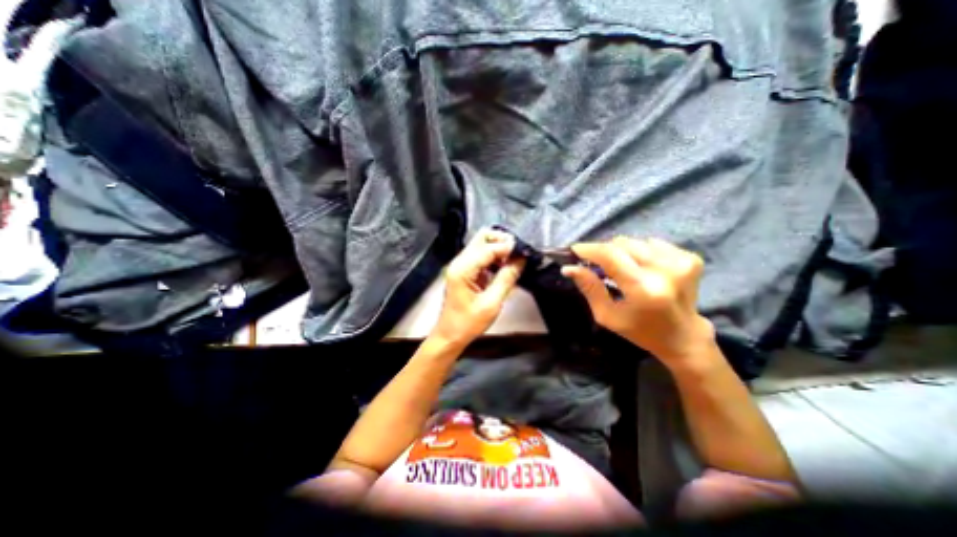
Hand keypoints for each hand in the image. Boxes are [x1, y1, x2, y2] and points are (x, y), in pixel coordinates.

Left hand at [432, 229, 526, 350]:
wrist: (450, 335)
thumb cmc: (468, 323)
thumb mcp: (491, 303)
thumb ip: (506, 279)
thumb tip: (520, 260)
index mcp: (463, 269)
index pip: (488, 248)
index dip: (507, 247)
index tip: (524, 251)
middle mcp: (459, 262)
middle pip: (482, 238)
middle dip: (501, 242)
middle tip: (518, 253)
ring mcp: (461, 265)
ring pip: (482, 245)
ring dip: (498, 249)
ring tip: (514, 261)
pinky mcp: (465, 271)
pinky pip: (481, 256)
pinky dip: (494, 257)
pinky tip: (504, 267)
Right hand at [562, 238, 712, 366]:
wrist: (684, 337)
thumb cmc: (640, 331)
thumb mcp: (607, 315)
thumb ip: (589, 288)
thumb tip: (569, 268)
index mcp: (643, 288)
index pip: (610, 255)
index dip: (589, 249)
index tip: (574, 249)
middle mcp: (664, 270)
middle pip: (622, 244)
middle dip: (604, 252)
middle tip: (597, 264)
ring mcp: (681, 262)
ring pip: (635, 242)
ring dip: (622, 252)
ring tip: (621, 269)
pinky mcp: (690, 258)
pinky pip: (652, 243)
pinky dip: (641, 252)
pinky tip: (642, 268)